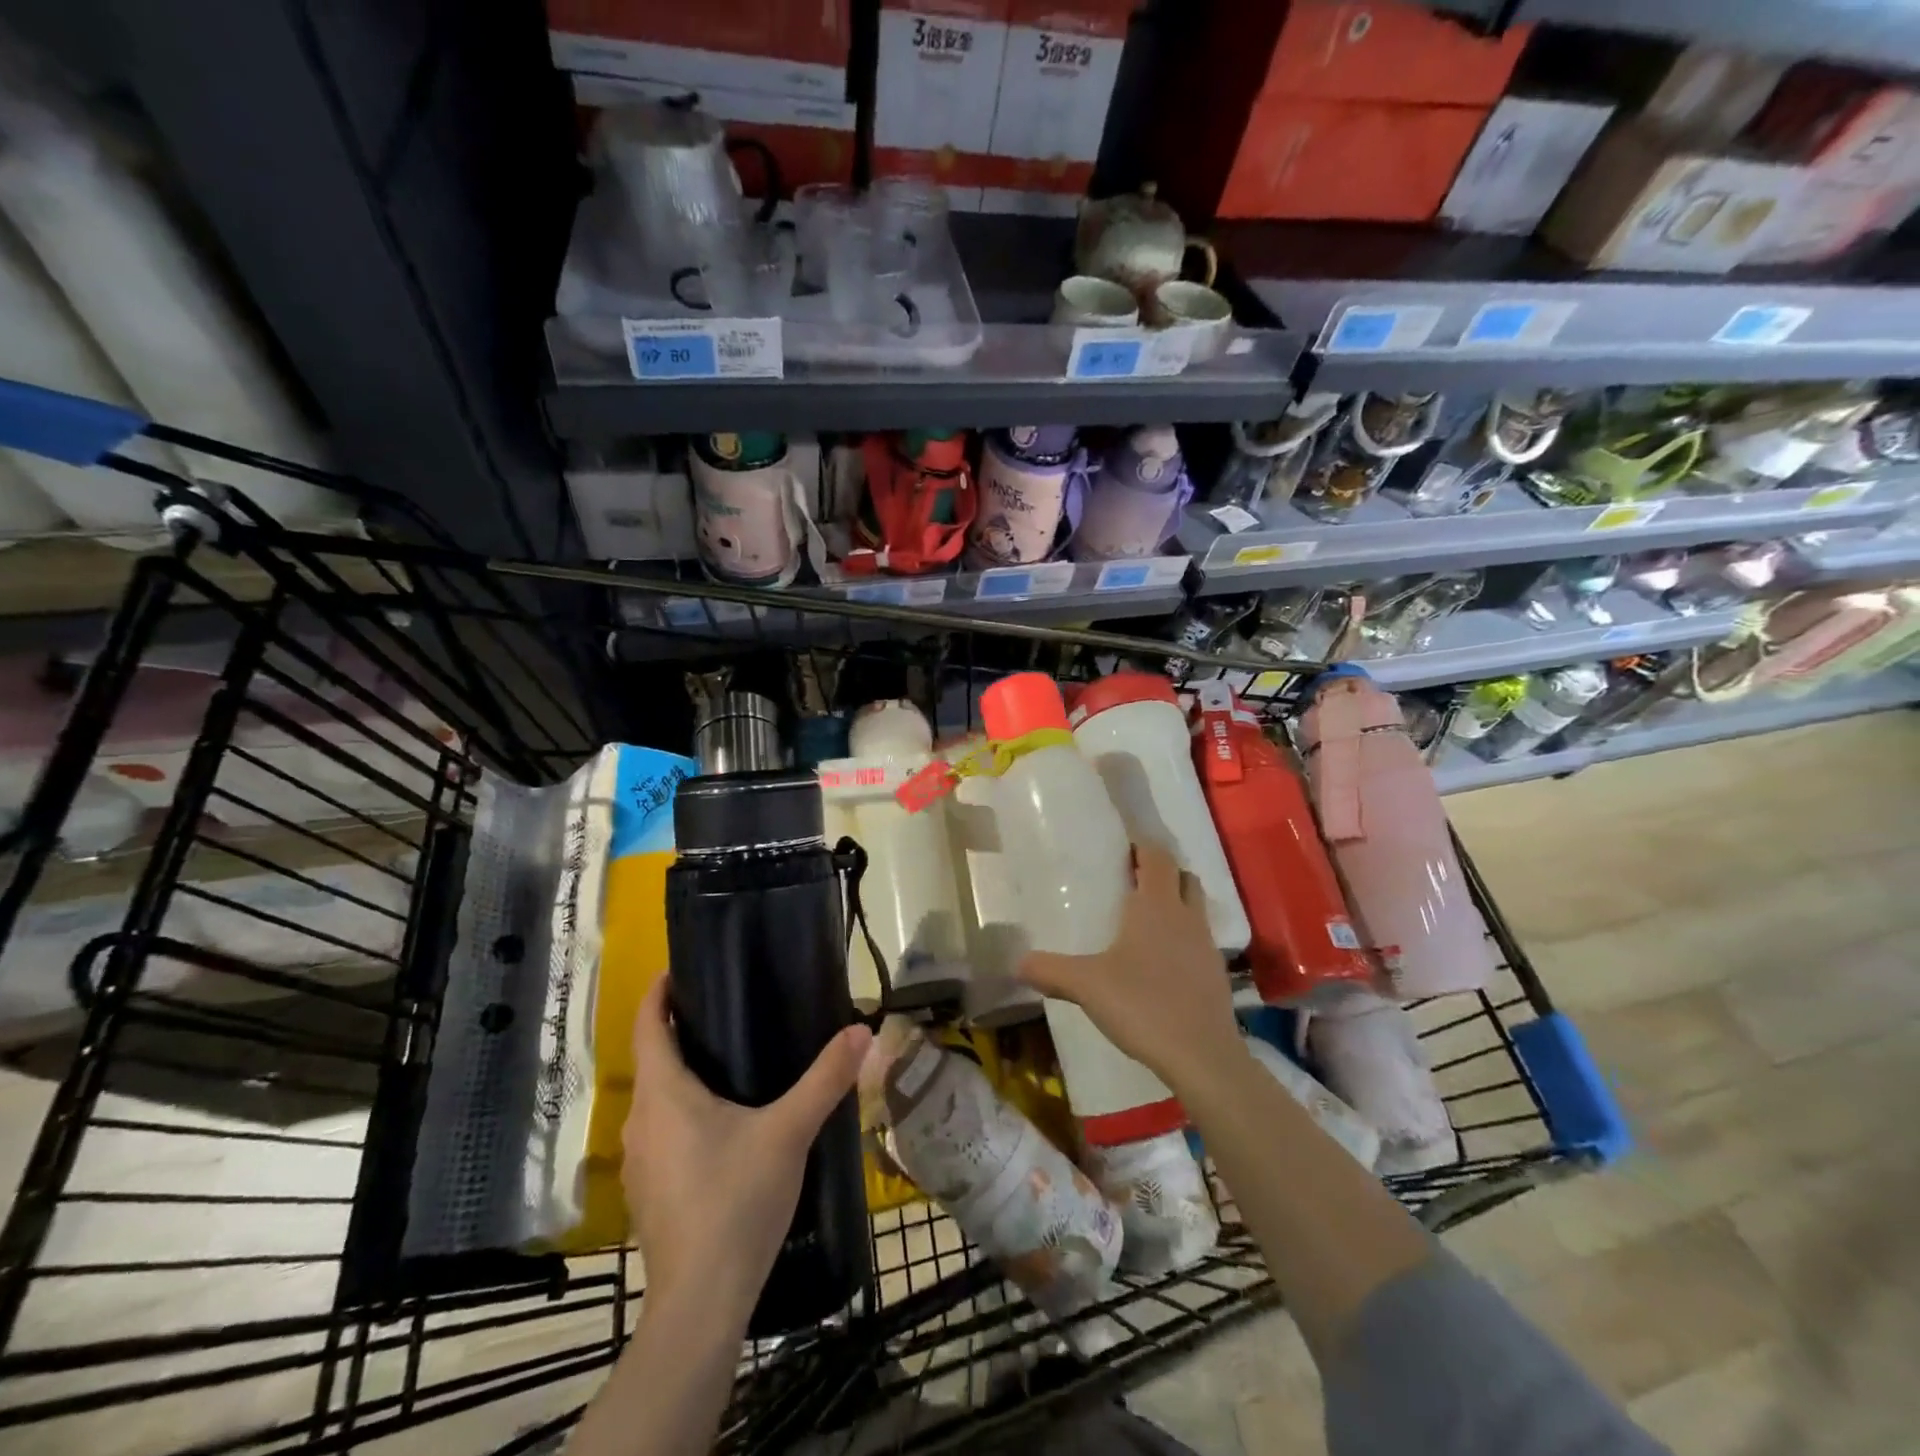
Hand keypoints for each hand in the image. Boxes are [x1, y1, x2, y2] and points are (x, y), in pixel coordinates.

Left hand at [622, 977, 872, 1322]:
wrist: (701, 1303)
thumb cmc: (737, 1201)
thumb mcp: (789, 1131)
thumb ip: (825, 1079)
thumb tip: (862, 1031)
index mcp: (664, 1093)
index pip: (647, 1026)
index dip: (660, 994)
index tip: (681, 971)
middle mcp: (640, 1121)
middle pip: (652, 1061)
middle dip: (680, 1033)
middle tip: (727, 1013)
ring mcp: (639, 1163)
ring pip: (655, 1101)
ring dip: (681, 1077)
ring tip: (728, 1064)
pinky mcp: (648, 1194)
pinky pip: (660, 1134)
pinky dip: (681, 1115)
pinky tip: (720, 1129)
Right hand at [1017, 842, 1245, 1094]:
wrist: (1202, 1057)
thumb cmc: (1142, 1004)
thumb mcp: (1086, 985)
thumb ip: (1050, 970)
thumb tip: (1017, 963)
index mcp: (1156, 906)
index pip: (1157, 857)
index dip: (1143, 847)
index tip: (1124, 848)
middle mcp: (1186, 917)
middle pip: (1183, 877)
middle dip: (1162, 873)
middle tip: (1133, 881)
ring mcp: (1206, 946)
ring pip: (1195, 909)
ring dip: (1176, 905)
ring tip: (1145, 922)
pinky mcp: (1217, 975)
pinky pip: (1199, 942)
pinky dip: (1183, 940)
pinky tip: (1162, 964)